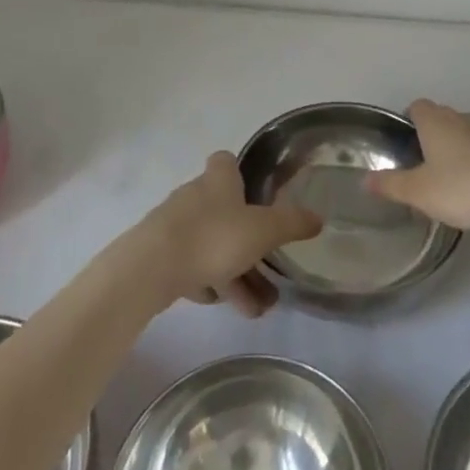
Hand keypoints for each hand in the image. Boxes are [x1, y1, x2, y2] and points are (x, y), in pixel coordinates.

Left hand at [134, 152, 322, 317]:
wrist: (151, 269)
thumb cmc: (212, 237)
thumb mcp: (262, 230)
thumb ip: (291, 223)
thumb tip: (318, 217)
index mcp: (218, 180)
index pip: (227, 161)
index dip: (241, 173)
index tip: (258, 194)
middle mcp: (195, 195)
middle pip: (225, 211)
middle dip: (247, 240)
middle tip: (270, 270)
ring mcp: (174, 225)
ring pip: (212, 245)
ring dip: (234, 273)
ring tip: (256, 308)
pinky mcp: (160, 255)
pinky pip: (192, 265)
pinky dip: (209, 282)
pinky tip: (220, 303)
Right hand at [364, 99, 469, 233]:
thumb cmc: (462, 188)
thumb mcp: (419, 192)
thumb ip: (391, 185)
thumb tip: (365, 179)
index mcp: (436, 121)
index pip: (417, 106)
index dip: (408, 120)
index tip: (404, 144)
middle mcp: (461, 118)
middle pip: (440, 117)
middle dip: (430, 135)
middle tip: (422, 165)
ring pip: (464, 132)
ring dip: (455, 149)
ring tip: (448, 179)